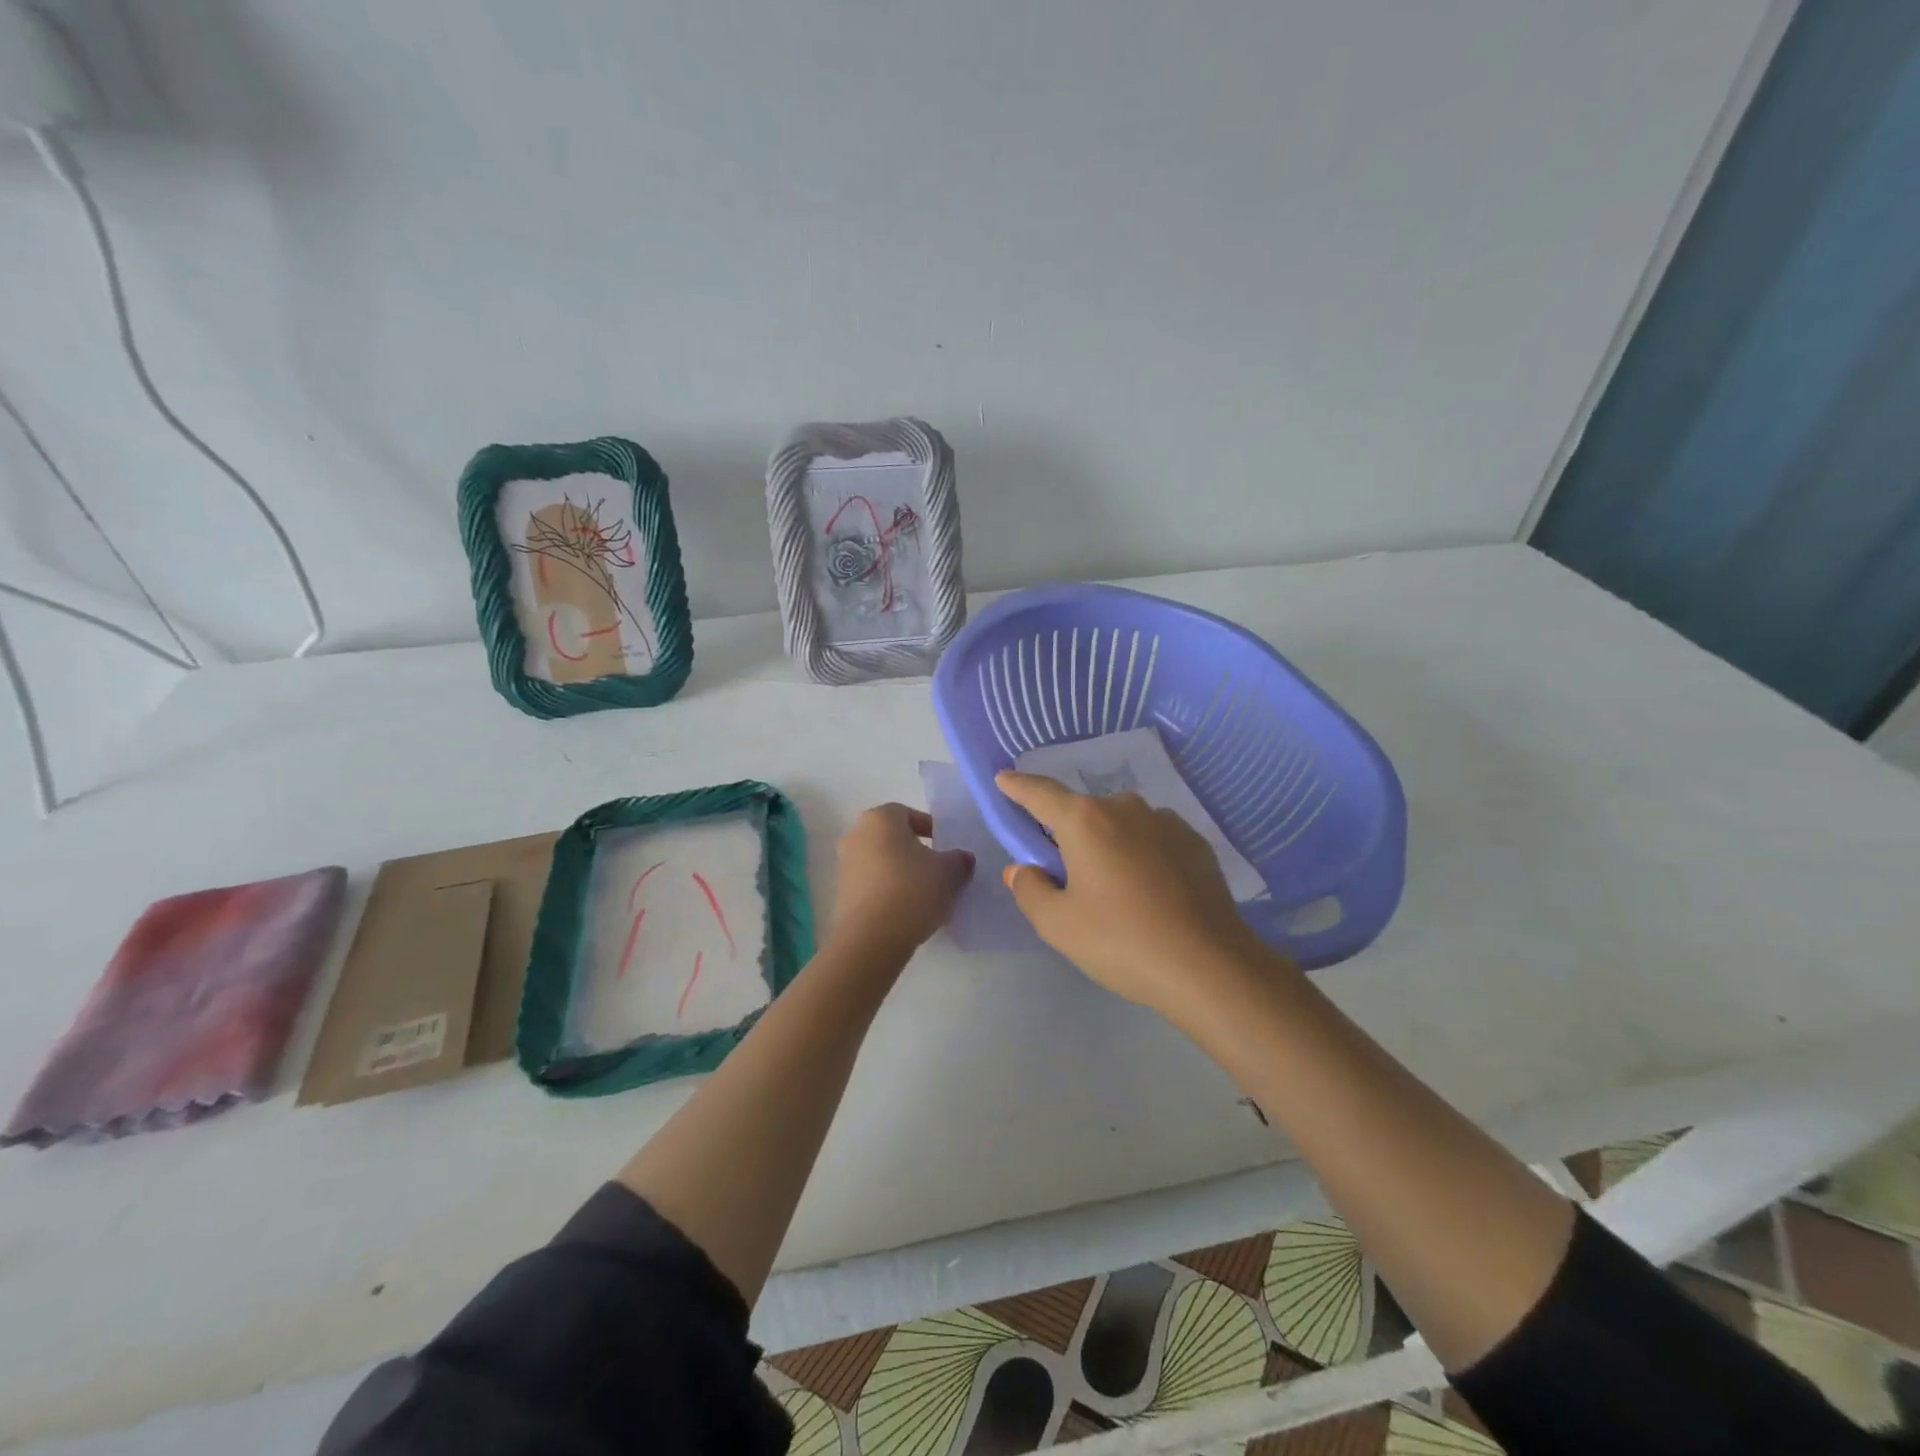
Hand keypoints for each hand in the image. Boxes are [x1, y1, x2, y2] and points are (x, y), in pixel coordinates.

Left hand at [827, 804, 973, 960]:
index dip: (929, 827)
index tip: (945, 846)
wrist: (872, 938)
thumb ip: (959, 860)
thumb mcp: (949, 872)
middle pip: (891, 837)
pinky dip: (888, 891)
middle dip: (914, 850)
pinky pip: (871, 884)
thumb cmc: (912, 890)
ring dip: (900, 872)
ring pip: (880, 861)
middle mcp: (856, 835)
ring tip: (925, 894)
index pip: (906, 813)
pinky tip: (906, 911)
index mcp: (880, 819)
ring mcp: (844, 866)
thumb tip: (962, 858)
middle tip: (937, 869)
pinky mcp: (841, 895)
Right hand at [995, 771, 1276, 1018]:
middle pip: (1083, 812)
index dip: (1018, 786)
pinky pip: (1153, 838)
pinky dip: (1141, 853)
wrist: (1209, 965)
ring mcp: (1165, 822)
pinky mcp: (1195, 842)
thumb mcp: (1058, 924)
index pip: (1040, 793)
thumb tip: (1024, 869)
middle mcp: (1124, 808)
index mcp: (1084, 820)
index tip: (1004, 779)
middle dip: (1068, 833)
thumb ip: (1030, 889)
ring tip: (1114, 887)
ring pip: (1121, 824)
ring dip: (1109, 843)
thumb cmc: (1121, 941)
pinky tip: (1149, 890)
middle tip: (1066, 872)